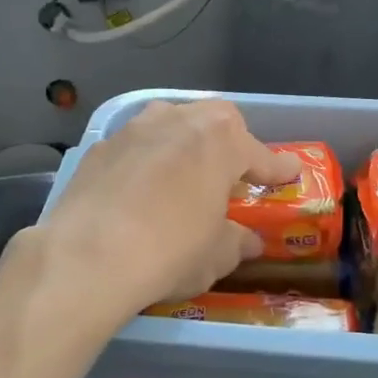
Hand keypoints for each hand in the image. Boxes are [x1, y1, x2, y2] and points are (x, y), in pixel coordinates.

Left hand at [36, 100, 300, 324]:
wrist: (87, 255)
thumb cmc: (169, 251)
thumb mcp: (214, 256)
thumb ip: (235, 242)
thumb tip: (247, 241)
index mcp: (220, 140)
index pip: (260, 154)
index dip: (277, 168)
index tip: (290, 174)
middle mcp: (179, 120)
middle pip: (214, 121)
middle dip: (229, 142)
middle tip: (232, 173)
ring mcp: (134, 129)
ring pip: (170, 123)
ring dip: (183, 142)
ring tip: (185, 173)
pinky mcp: (100, 147)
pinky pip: (135, 146)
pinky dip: (146, 160)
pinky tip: (140, 187)